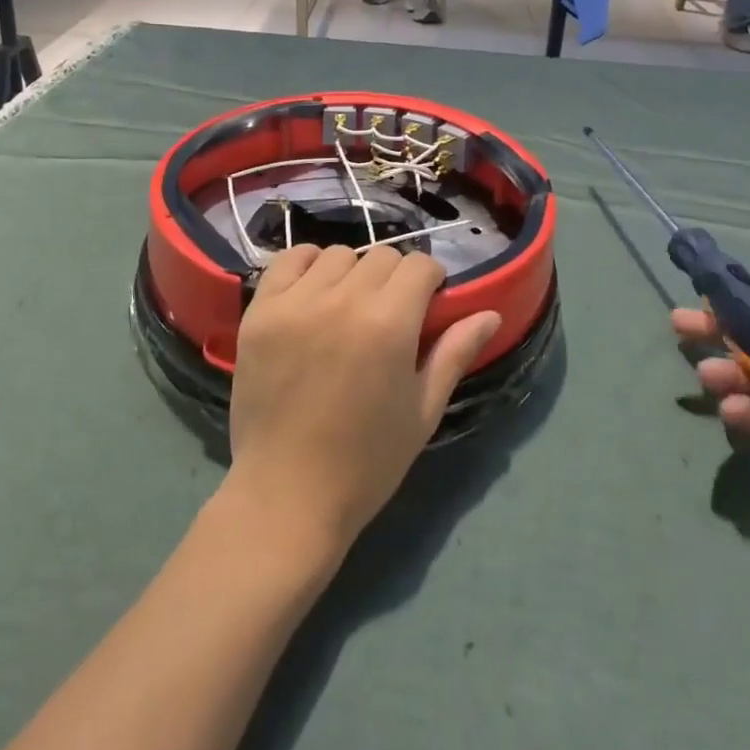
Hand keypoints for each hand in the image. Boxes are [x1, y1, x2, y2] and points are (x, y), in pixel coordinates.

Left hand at [224, 244, 501, 558]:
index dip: (430, 282)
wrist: (287, 494)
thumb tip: (489, 313)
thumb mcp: (423, 411)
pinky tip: (311, 294)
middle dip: (394, 278)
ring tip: (346, 309)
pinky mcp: (260, 310)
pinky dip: (305, 267)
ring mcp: (295, 302)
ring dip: (351, 274)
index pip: (419, 266)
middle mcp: (342, 299)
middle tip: (387, 315)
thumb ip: (455, 353)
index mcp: (389, 323)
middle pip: (381, 255)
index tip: (426, 305)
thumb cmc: (367, 461)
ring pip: (336, 254)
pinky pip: (287, 260)